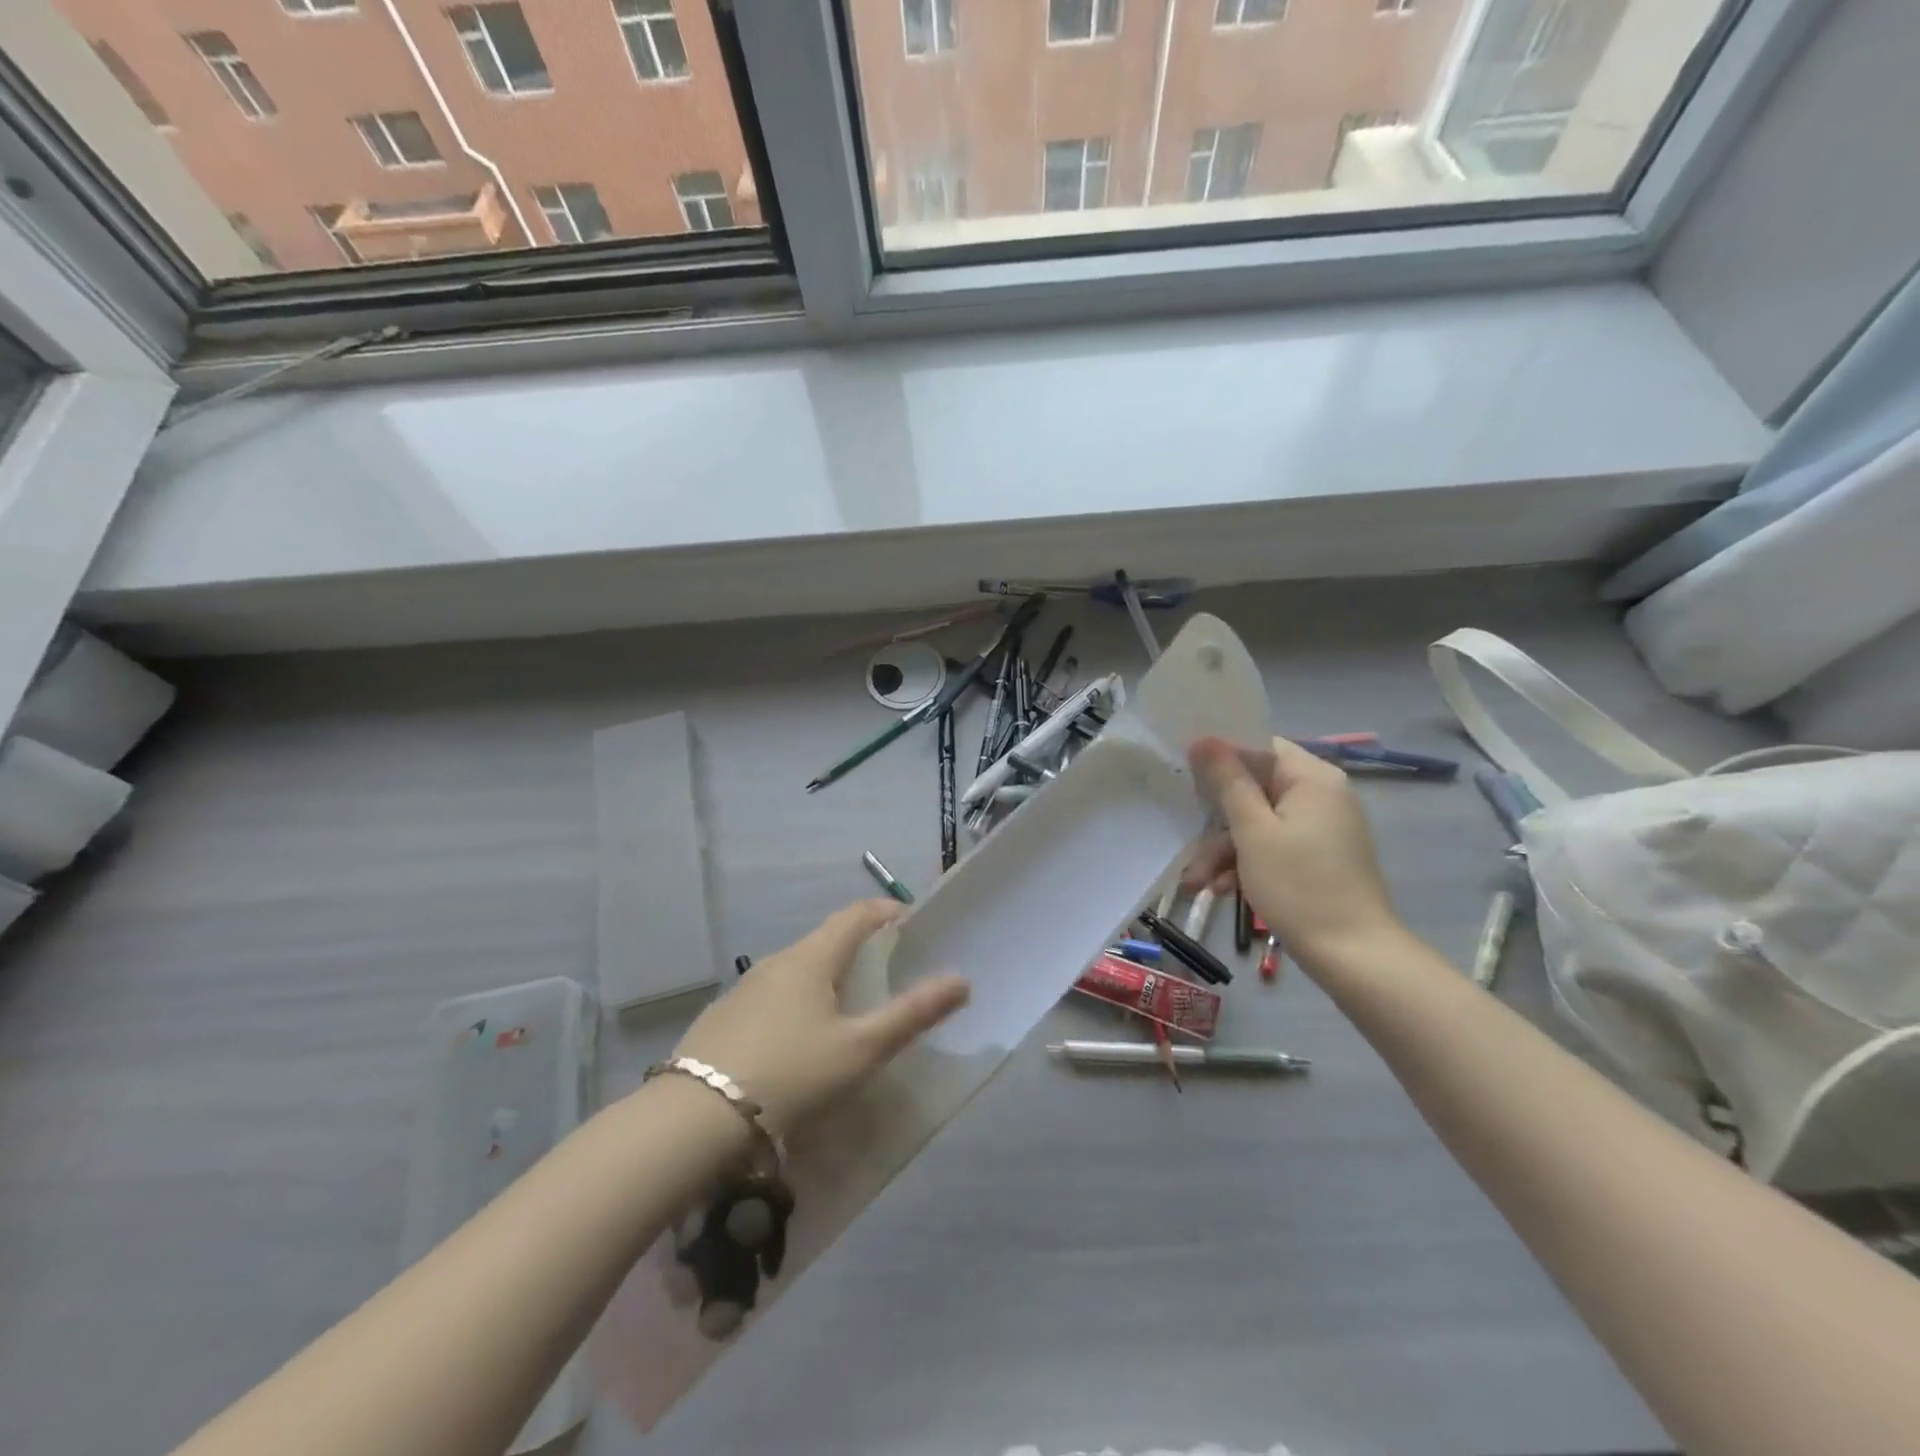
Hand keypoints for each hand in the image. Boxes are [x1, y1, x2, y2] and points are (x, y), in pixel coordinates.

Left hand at [670, 900, 968, 1136]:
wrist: (696, 1119)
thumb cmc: (792, 1074)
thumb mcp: (861, 1049)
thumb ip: (912, 1014)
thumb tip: (961, 980)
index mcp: (811, 958)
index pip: (855, 915)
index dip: (886, 912)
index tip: (909, 921)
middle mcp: (776, 962)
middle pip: (825, 941)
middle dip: (858, 949)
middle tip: (885, 973)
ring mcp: (744, 990)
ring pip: (796, 971)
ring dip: (825, 978)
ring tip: (846, 1010)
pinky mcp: (723, 1018)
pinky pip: (772, 997)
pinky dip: (796, 1003)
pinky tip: (798, 1041)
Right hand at [1183, 737, 1406, 972]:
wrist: (1354, 956)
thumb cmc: (1300, 886)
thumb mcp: (1253, 832)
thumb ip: (1228, 783)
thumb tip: (1204, 739)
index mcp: (1312, 778)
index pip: (1260, 746)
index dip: (1221, 757)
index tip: (1186, 776)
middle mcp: (1320, 795)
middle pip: (1254, 788)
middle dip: (1216, 821)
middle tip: (1187, 844)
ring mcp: (1320, 828)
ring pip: (1258, 823)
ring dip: (1224, 850)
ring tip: (1196, 883)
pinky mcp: (1317, 856)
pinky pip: (1273, 845)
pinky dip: (1247, 863)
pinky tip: (1222, 889)